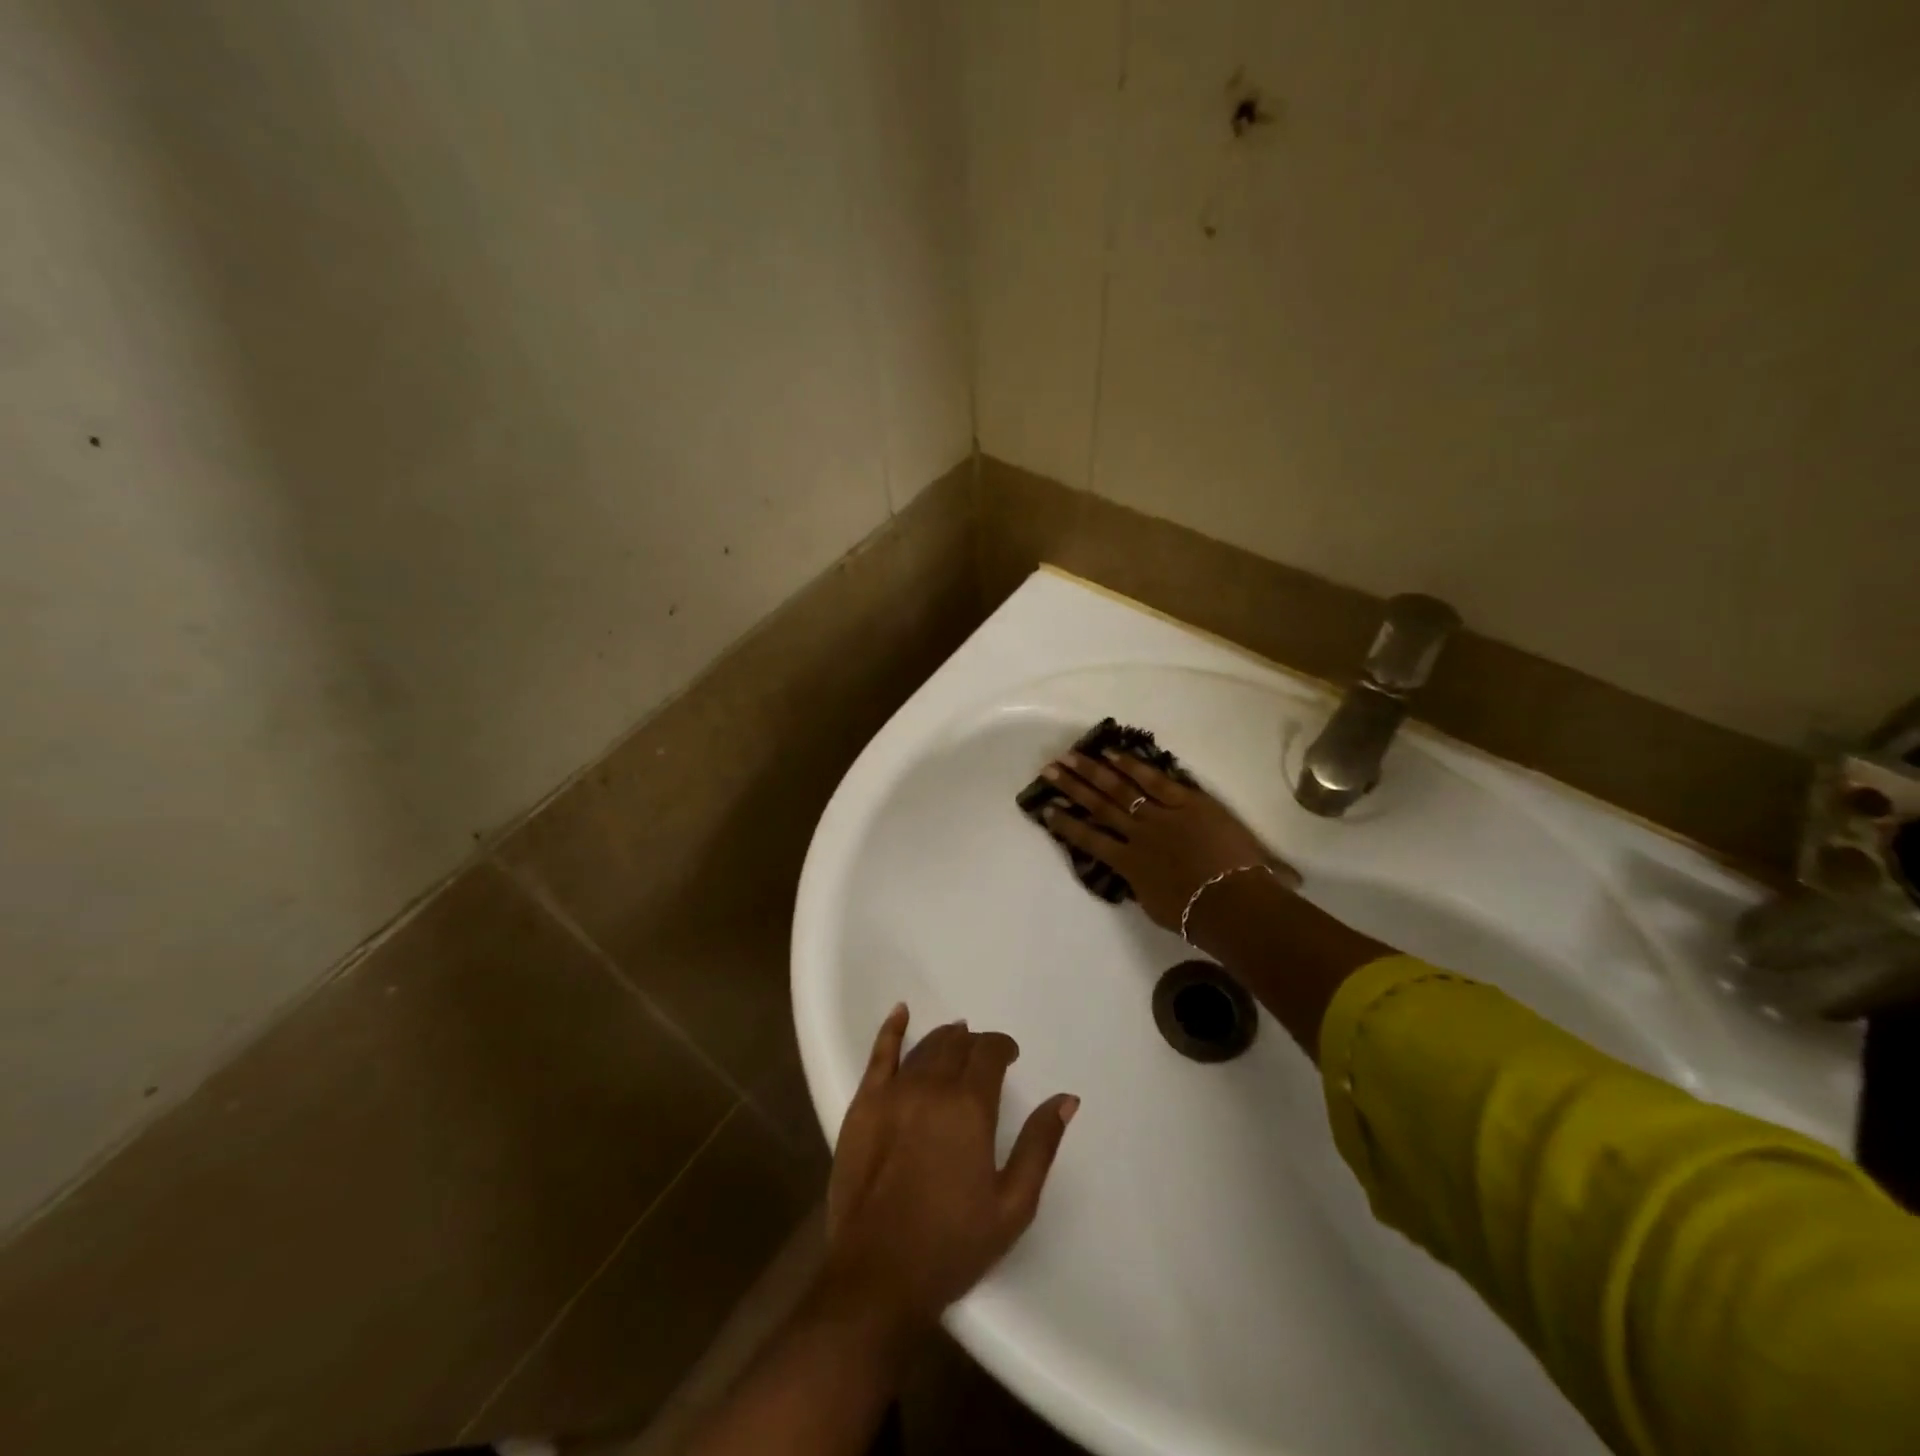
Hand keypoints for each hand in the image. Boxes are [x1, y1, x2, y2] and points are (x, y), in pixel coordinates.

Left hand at [824, 1006, 1078, 1331]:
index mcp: (970, 1107)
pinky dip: (892, 1030)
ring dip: (945, 1039)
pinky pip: (879, 1054)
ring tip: (956, 1040)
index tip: (1011, 1057)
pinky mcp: (862, 1105)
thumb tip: (1067, 1098)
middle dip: (976, 1045)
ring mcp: (892, 1093)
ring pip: (925, 1047)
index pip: (989, 1054)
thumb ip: (1040, 1145)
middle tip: (985, 1059)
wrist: (878, 1276)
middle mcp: (931, 1087)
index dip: (1002, 1047)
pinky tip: (901, 1013)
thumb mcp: (1012, 1205)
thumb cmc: (952, 1245)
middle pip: (957, 1046)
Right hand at [1040, 749, 1294, 932]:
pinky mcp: (1188, 802)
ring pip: (1121, 789)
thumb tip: (1132, 872)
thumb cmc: (1196, 916)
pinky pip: (1156, 780)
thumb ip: (1139, 884)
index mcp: (1129, 865)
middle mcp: (1138, 835)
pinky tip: (1112, 753)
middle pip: (1099, 806)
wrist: (1232, 903)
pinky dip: (1133, 765)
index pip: (1089, 840)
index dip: (1066, 824)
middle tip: (1050, 769)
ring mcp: (1162, 815)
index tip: (1045, 808)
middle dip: (1072, 787)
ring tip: (1072, 756)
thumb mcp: (1155, 905)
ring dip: (1094, 771)